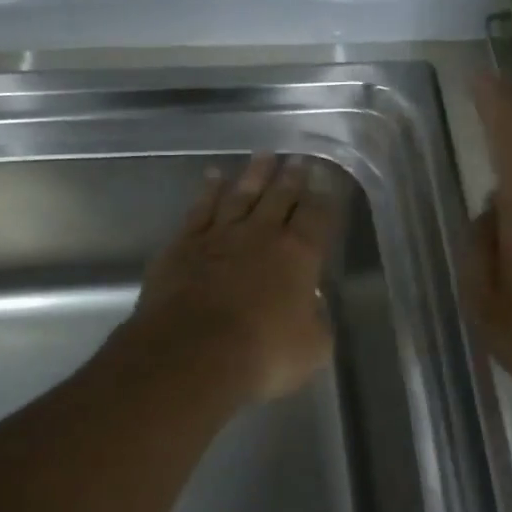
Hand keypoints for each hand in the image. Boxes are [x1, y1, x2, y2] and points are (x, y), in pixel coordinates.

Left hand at [126, 153, 334, 404]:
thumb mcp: (312, 348)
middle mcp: (261, 235)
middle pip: (280, 197)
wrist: (192, 353)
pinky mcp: (184, 245)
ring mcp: (220, 236)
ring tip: (264, 156)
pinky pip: (200, 209)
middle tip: (298, 159)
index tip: (327, 179)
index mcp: (299, 255)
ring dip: (254, 175)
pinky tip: (213, 177)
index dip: (325, 196)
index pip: (318, 216)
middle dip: (292, 177)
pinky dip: (208, 191)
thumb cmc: (262, 354)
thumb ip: (317, 321)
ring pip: (241, 195)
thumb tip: (311, 306)